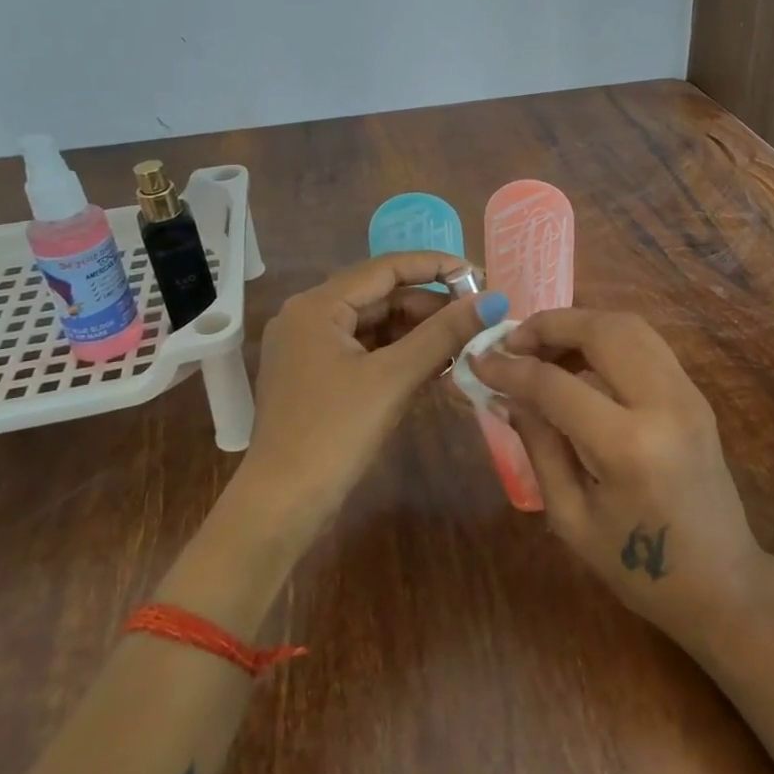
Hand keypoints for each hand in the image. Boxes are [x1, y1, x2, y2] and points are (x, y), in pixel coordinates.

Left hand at [235, 253, 508, 536]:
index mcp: (317, 306)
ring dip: (418, 332)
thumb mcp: (394, 378)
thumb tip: (493, 301)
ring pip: (375, 325)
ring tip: (463, 344)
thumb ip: (444, 334)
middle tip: (476, 318)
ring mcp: (310, 348)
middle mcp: (308, 317)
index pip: (386, 268)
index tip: (478, 275)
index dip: (435, 266)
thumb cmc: (334, 433)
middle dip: (430, 306)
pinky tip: (436, 365)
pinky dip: (400, 354)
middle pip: (381, 296)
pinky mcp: (317, 376)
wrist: (281, 506)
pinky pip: (366, 350)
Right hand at [469, 309, 773, 646]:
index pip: (555, 384)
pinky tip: (579, 362)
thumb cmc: (639, 570)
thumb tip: (505, 395)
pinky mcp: (696, 393)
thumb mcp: (571, 518)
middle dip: (549, 325)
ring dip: (580, 325)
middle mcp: (663, 404)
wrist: (723, 583)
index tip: (479, 361)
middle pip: (601, 330)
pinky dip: (607, 338)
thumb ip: (538, 446)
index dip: (510, 368)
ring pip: (629, 326)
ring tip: (542, 349)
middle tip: (512, 342)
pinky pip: (646, 344)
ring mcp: (688, 393)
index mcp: (627, 446)